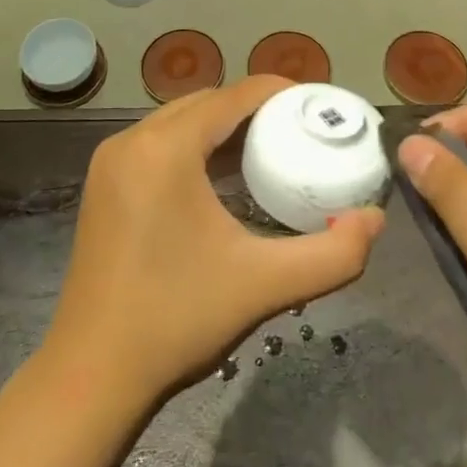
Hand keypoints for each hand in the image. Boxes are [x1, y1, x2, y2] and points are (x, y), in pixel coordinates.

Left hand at [44, 75, 384, 407]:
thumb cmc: (177, 320)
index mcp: (164, 149)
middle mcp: (132, 140)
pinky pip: (159, 143)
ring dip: (222, 125)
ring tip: (270, 147)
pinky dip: (194, 145)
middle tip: (300, 128)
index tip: (318, 105)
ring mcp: (111, 161)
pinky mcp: (104, 183)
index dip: (278, 92)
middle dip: (253, 107)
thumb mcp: (264, 285)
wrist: (91, 375)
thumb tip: (375, 220)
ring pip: (179, 120)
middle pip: (205, 102)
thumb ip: (332, 254)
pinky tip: (223, 176)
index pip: (232, 97)